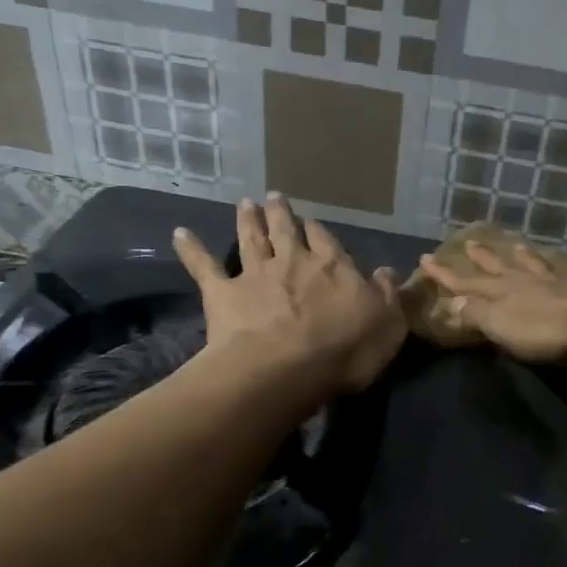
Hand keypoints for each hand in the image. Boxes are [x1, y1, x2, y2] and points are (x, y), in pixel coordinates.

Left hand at [173, 194, 405, 394]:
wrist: (285, 369)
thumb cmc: (345, 350)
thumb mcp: (387, 325)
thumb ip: (386, 296)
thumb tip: (385, 271)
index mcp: (333, 267)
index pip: (326, 242)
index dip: (318, 232)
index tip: (312, 223)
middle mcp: (293, 261)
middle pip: (286, 231)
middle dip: (281, 213)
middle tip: (275, 198)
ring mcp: (255, 274)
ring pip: (251, 239)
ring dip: (247, 220)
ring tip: (245, 204)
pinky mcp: (222, 293)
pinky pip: (203, 266)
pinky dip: (191, 249)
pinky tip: (180, 234)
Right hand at [417, 240, 566, 361]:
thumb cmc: (547, 329)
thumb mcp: (501, 326)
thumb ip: (477, 314)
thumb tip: (453, 301)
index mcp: (503, 292)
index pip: (467, 282)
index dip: (446, 274)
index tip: (426, 258)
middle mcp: (528, 281)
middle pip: (500, 267)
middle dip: (482, 258)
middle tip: (469, 243)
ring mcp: (559, 281)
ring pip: (535, 264)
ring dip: (522, 256)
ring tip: (514, 244)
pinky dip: (565, 269)